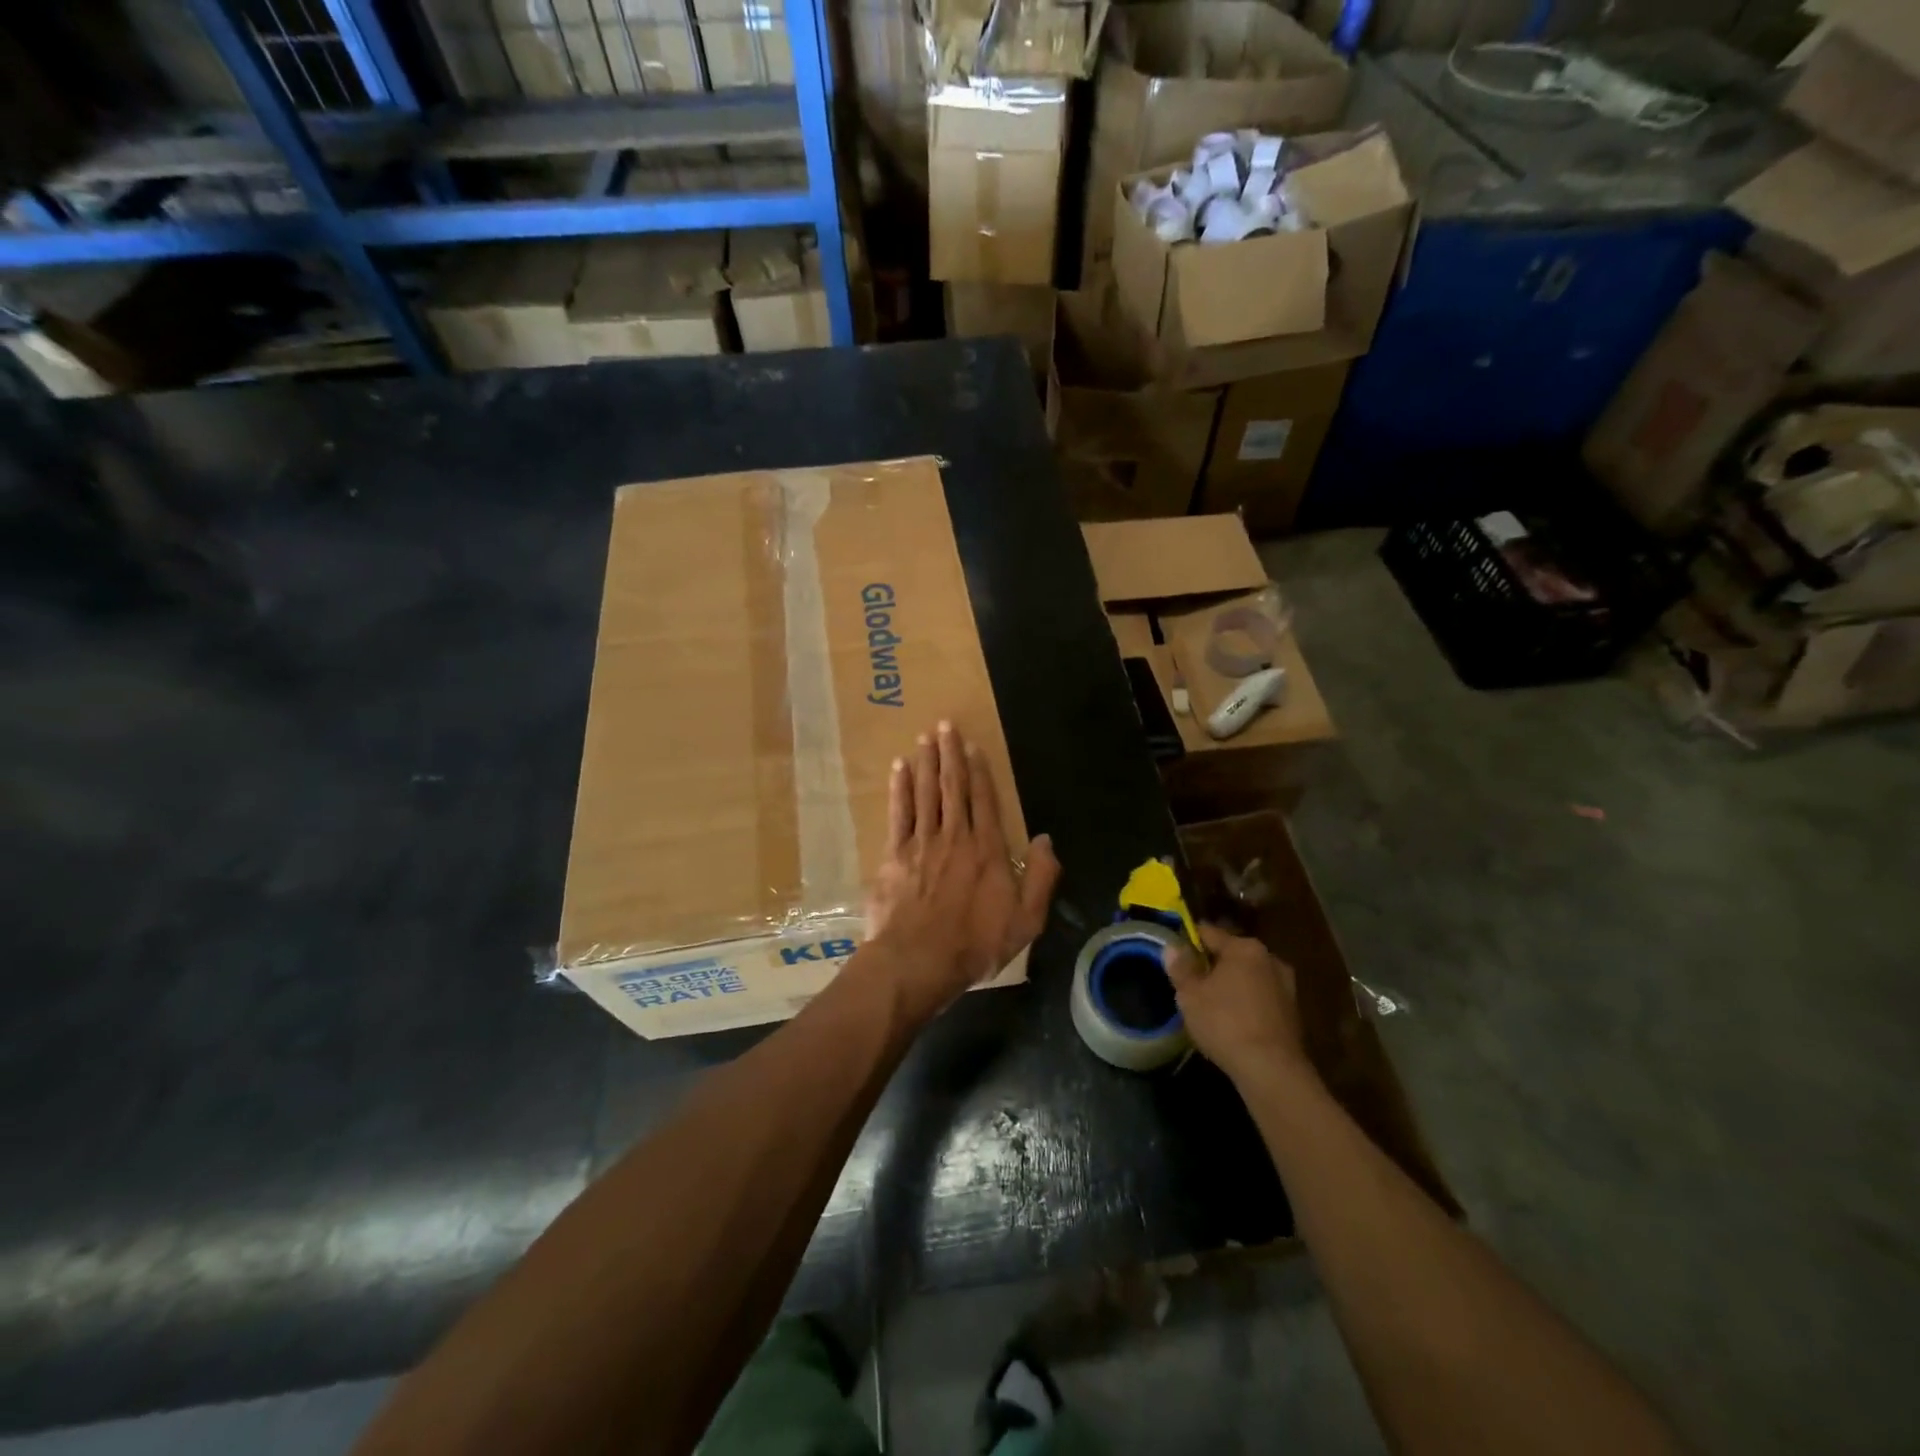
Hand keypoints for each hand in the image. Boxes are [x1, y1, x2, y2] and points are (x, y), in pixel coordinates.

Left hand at [863, 721, 1060, 1020]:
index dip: (980, 771)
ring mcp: (922, 843)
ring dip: (925, 762)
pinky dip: (899, 789)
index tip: (972, 745)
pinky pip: (898, 813)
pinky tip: (899, 769)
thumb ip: (1042, 877)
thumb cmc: (975, 943)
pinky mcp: (895, 855)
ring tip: (925, 737)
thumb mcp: (1026, 920)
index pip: (984, 800)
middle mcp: (955, 836)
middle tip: (944, 725)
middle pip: (952, 787)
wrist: (918, 961)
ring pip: (925, 793)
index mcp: (987, 849)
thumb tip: (1046, 839)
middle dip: (949, 754)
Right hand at [1163, 924, 1311, 1085]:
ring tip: (1212, 1004)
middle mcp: (1269, 958)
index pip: (1209, 932)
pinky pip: (1261, 997)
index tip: (1175, 954)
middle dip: (1212, 964)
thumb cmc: (1225, 1023)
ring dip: (1232, 985)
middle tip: (1192, 983)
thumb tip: (1172, 946)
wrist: (1272, 1070)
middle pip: (1232, 953)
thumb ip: (1180, 967)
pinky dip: (1247, 1003)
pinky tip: (1234, 1022)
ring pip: (1249, 976)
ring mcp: (1286, 986)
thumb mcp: (1190, 995)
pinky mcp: (1293, 1012)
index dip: (1188, 940)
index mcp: (1244, 947)